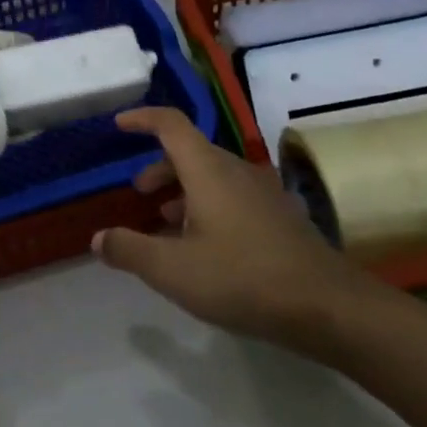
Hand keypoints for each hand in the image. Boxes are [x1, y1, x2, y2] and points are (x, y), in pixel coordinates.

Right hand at [93, 107, 378, 357]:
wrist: (329, 307)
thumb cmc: (243, 278)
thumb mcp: (173, 270)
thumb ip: (130, 250)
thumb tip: (98, 239)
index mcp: (207, 169)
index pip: (170, 124)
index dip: (142, 119)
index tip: (119, 124)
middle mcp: (235, 170)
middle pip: (190, 152)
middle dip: (159, 168)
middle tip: (139, 194)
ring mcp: (262, 192)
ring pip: (212, 176)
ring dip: (183, 191)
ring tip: (167, 225)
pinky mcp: (279, 217)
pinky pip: (232, 196)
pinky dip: (207, 207)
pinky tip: (205, 247)